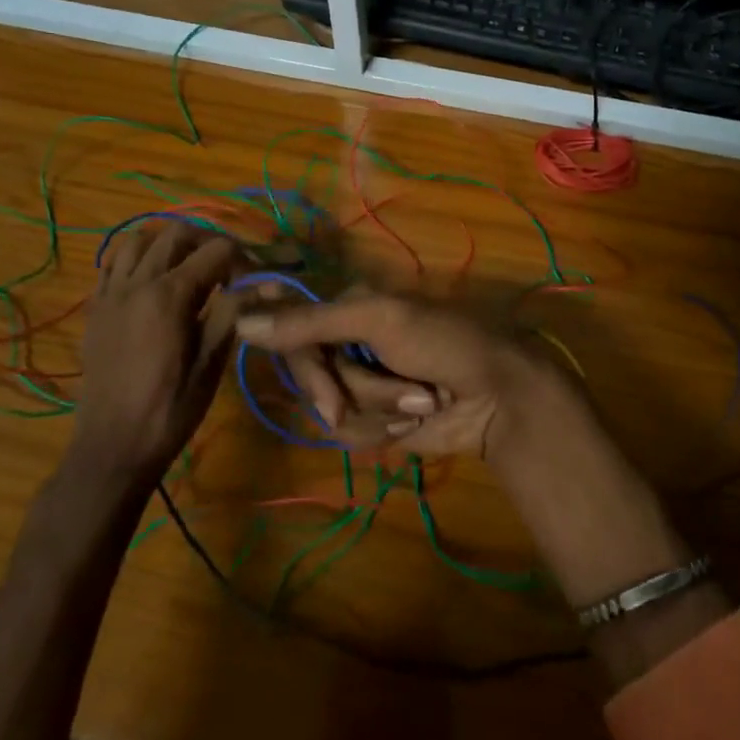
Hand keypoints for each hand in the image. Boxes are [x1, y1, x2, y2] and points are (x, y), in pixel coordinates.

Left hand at [74, 226, 241, 480]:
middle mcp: (137, 283)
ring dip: (169, 243)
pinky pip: (113, 263)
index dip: (244, 258)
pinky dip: (137, 258)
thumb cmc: (170, 409)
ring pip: (139, 238)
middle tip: (228, 267)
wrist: (112, 447)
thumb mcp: (212, 363)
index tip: (256, 279)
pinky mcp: (95, 308)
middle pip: (178, 233)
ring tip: (189, 266)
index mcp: (169, 295)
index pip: (217, 250)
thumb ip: (234, 312)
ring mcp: (110, 293)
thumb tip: (266, 282)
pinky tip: (153, 281)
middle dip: (209, 241)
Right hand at [234, 291, 581, 458]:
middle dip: (350, 387)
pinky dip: (385, 428)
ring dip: (379, 407)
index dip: (297, 354)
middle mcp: (349, 342)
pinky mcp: (375, 419)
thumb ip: (312, 322)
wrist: (498, 396)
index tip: (304, 369)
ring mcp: (362, 383)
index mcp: (350, 306)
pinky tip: (418, 421)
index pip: (294, 327)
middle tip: (384, 393)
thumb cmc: (444, 342)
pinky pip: (351, 432)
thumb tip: (241, 321)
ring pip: (331, 407)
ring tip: (422, 400)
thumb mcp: (380, 320)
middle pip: (309, 373)